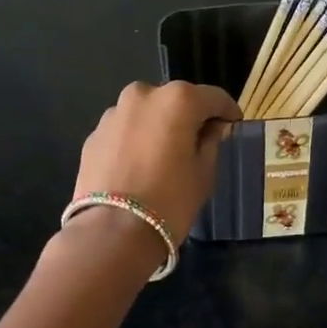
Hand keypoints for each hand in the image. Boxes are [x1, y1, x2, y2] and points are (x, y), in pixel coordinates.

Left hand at [72, 81, 240, 244]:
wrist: (112, 232)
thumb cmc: (170, 201)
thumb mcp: (204, 173)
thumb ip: (211, 141)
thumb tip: (212, 128)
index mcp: (177, 99)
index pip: (213, 97)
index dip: (227, 112)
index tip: (233, 126)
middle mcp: (143, 95)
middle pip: (175, 100)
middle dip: (188, 117)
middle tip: (197, 143)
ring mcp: (113, 113)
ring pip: (146, 113)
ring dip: (158, 127)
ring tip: (163, 157)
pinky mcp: (93, 135)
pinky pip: (124, 131)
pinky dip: (134, 141)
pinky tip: (138, 167)